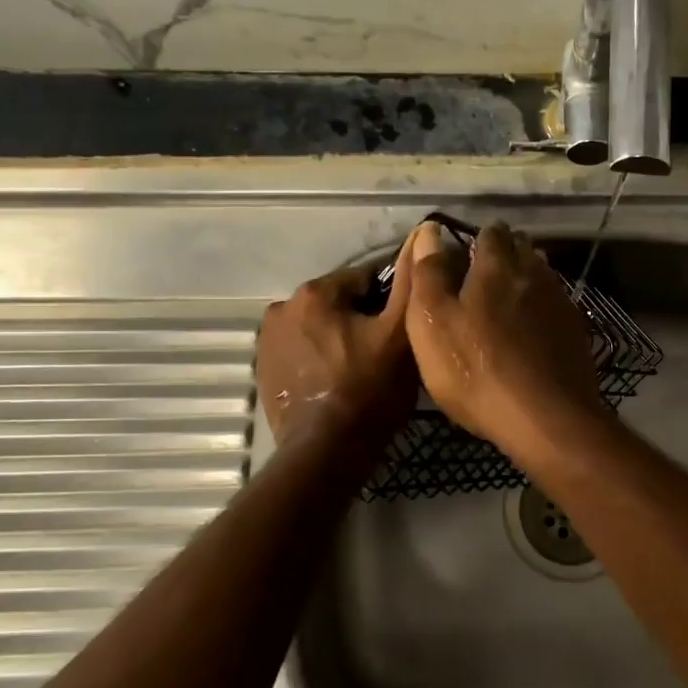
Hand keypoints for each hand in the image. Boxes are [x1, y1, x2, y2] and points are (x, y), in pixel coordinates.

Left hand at [258, 246, 416, 446]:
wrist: (326, 453)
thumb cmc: (370, 390)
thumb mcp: (401, 333)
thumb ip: (411, 282)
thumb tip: (422, 234)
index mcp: (315, 292)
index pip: (366, 279)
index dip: (390, 302)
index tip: (404, 328)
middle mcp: (282, 308)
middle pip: (339, 304)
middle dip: (362, 321)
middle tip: (386, 354)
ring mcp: (268, 342)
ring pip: (320, 329)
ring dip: (339, 340)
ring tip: (363, 372)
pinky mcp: (264, 373)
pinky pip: (302, 354)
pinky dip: (319, 361)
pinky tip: (337, 385)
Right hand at [405, 220, 607, 454]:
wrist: (545, 418)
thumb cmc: (475, 370)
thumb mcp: (432, 323)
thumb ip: (429, 274)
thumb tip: (429, 231)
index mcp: (497, 266)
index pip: (490, 233)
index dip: (477, 237)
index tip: (465, 251)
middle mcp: (535, 274)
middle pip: (522, 249)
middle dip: (505, 252)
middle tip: (484, 273)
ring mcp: (561, 303)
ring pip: (543, 276)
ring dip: (527, 278)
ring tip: (508, 297)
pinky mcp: (576, 333)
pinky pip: (557, 306)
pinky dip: (543, 308)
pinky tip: (534, 328)